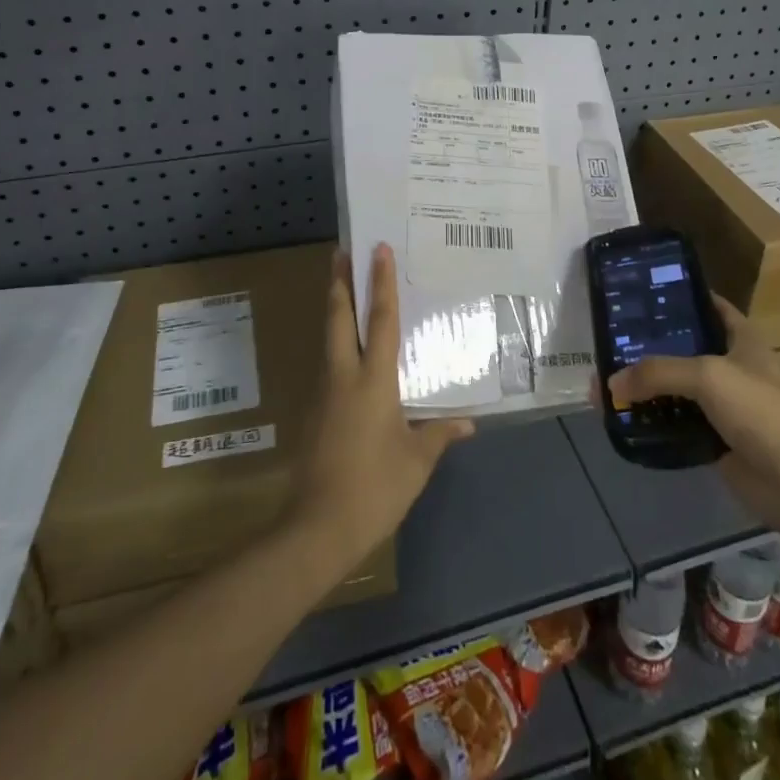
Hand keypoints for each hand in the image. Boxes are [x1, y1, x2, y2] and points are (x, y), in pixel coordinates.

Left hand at [288, 245, 473, 572]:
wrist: (317, 528)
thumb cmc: (375, 488)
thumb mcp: (416, 461)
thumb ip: (440, 433)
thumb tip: (468, 422)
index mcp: (373, 381)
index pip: (379, 320)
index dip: (380, 283)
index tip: (378, 250)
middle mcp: (343, 376)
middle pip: (337, 317)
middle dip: (339, 281)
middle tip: (341, 251)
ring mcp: (322, 393)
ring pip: (327, 338)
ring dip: (334, 309)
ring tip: (341, 288)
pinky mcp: (312, 412)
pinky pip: (326, 364)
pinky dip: (334, 342)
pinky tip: (345, 352)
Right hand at [607, 295, 779, 531]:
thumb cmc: (762, 410)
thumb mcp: (708, 376)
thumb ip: (658, 372)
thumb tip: (610, 383)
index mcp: (742, 339)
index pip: (709, 306)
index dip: (681, 296)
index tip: (642, 293)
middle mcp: (732, 367)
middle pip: (685, 349)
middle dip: (651, 346)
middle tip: (610, 340)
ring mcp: (725, 407)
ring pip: (678, 390)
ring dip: (648, 389)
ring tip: (607, 381)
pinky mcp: (716, 442)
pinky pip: (677, 426)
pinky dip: (655, 424)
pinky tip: (625, 420)